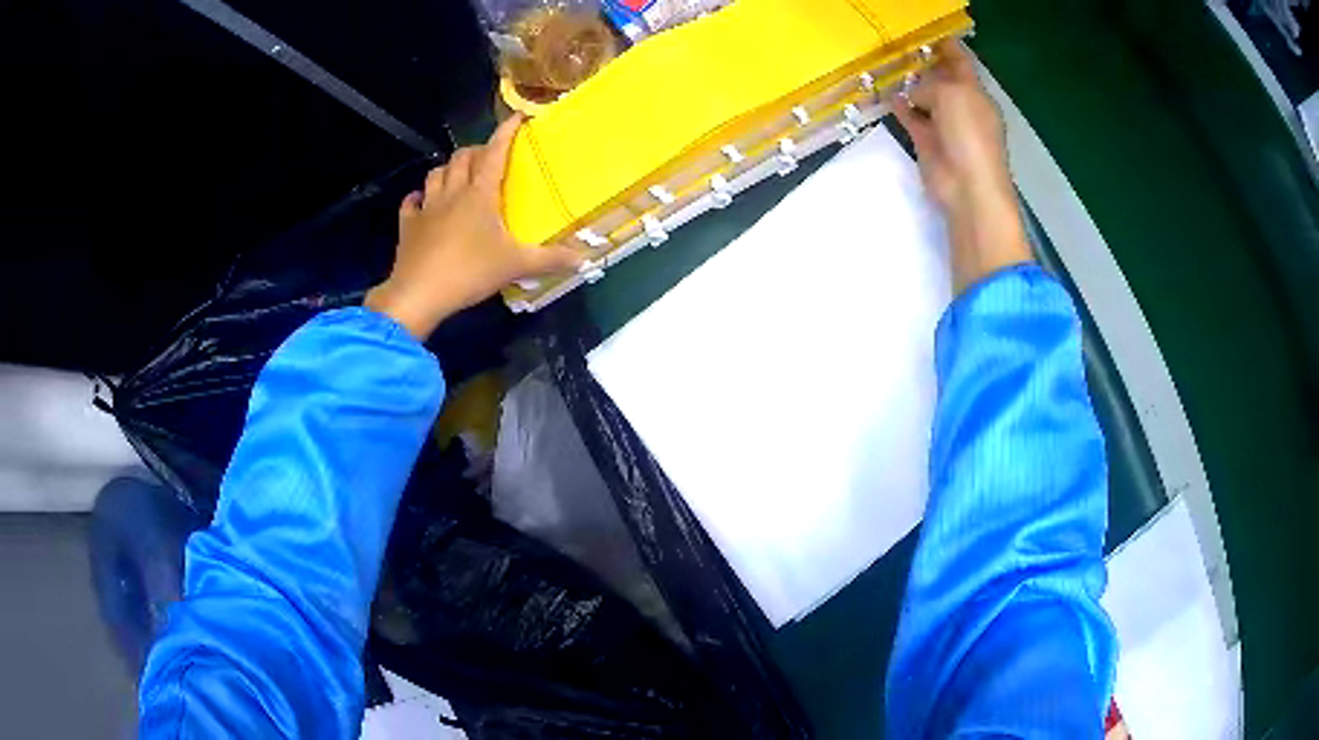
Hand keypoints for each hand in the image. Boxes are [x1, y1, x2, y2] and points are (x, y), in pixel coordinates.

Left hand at [365, 114, 584, 338]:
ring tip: (458, 176)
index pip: (495, 152)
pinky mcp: (408, 226)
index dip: (506, 132)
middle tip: (488, 157)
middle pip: (462, 157)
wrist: (419, 294)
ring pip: (435, 174)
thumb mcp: (516, 266)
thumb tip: (585, 257)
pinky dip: (418, 198)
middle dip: (476, 150)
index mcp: (480, 194)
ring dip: (448, 169)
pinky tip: (422, 202)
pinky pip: (411, 203)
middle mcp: (452, 193)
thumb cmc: (469, 272)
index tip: (517, 117)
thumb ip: (550, 259)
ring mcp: (427, 208)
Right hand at [891, 41, 1031, 294]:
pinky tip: (888, 97)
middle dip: (926, 66)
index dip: (947, 49)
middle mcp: (962, 108)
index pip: (962, 64)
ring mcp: (946, 128)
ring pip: (926, 100)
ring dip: (911, 87)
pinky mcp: (929, 145)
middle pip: (942, 81)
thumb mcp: (952, 95)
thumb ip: (932, 85)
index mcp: (976, 95)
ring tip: (889, 69)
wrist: (967, 187)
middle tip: (902, 49)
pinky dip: (902, 109)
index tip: (929, 36)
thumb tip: (915, 93)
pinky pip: (912, 120)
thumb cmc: (969, 134)